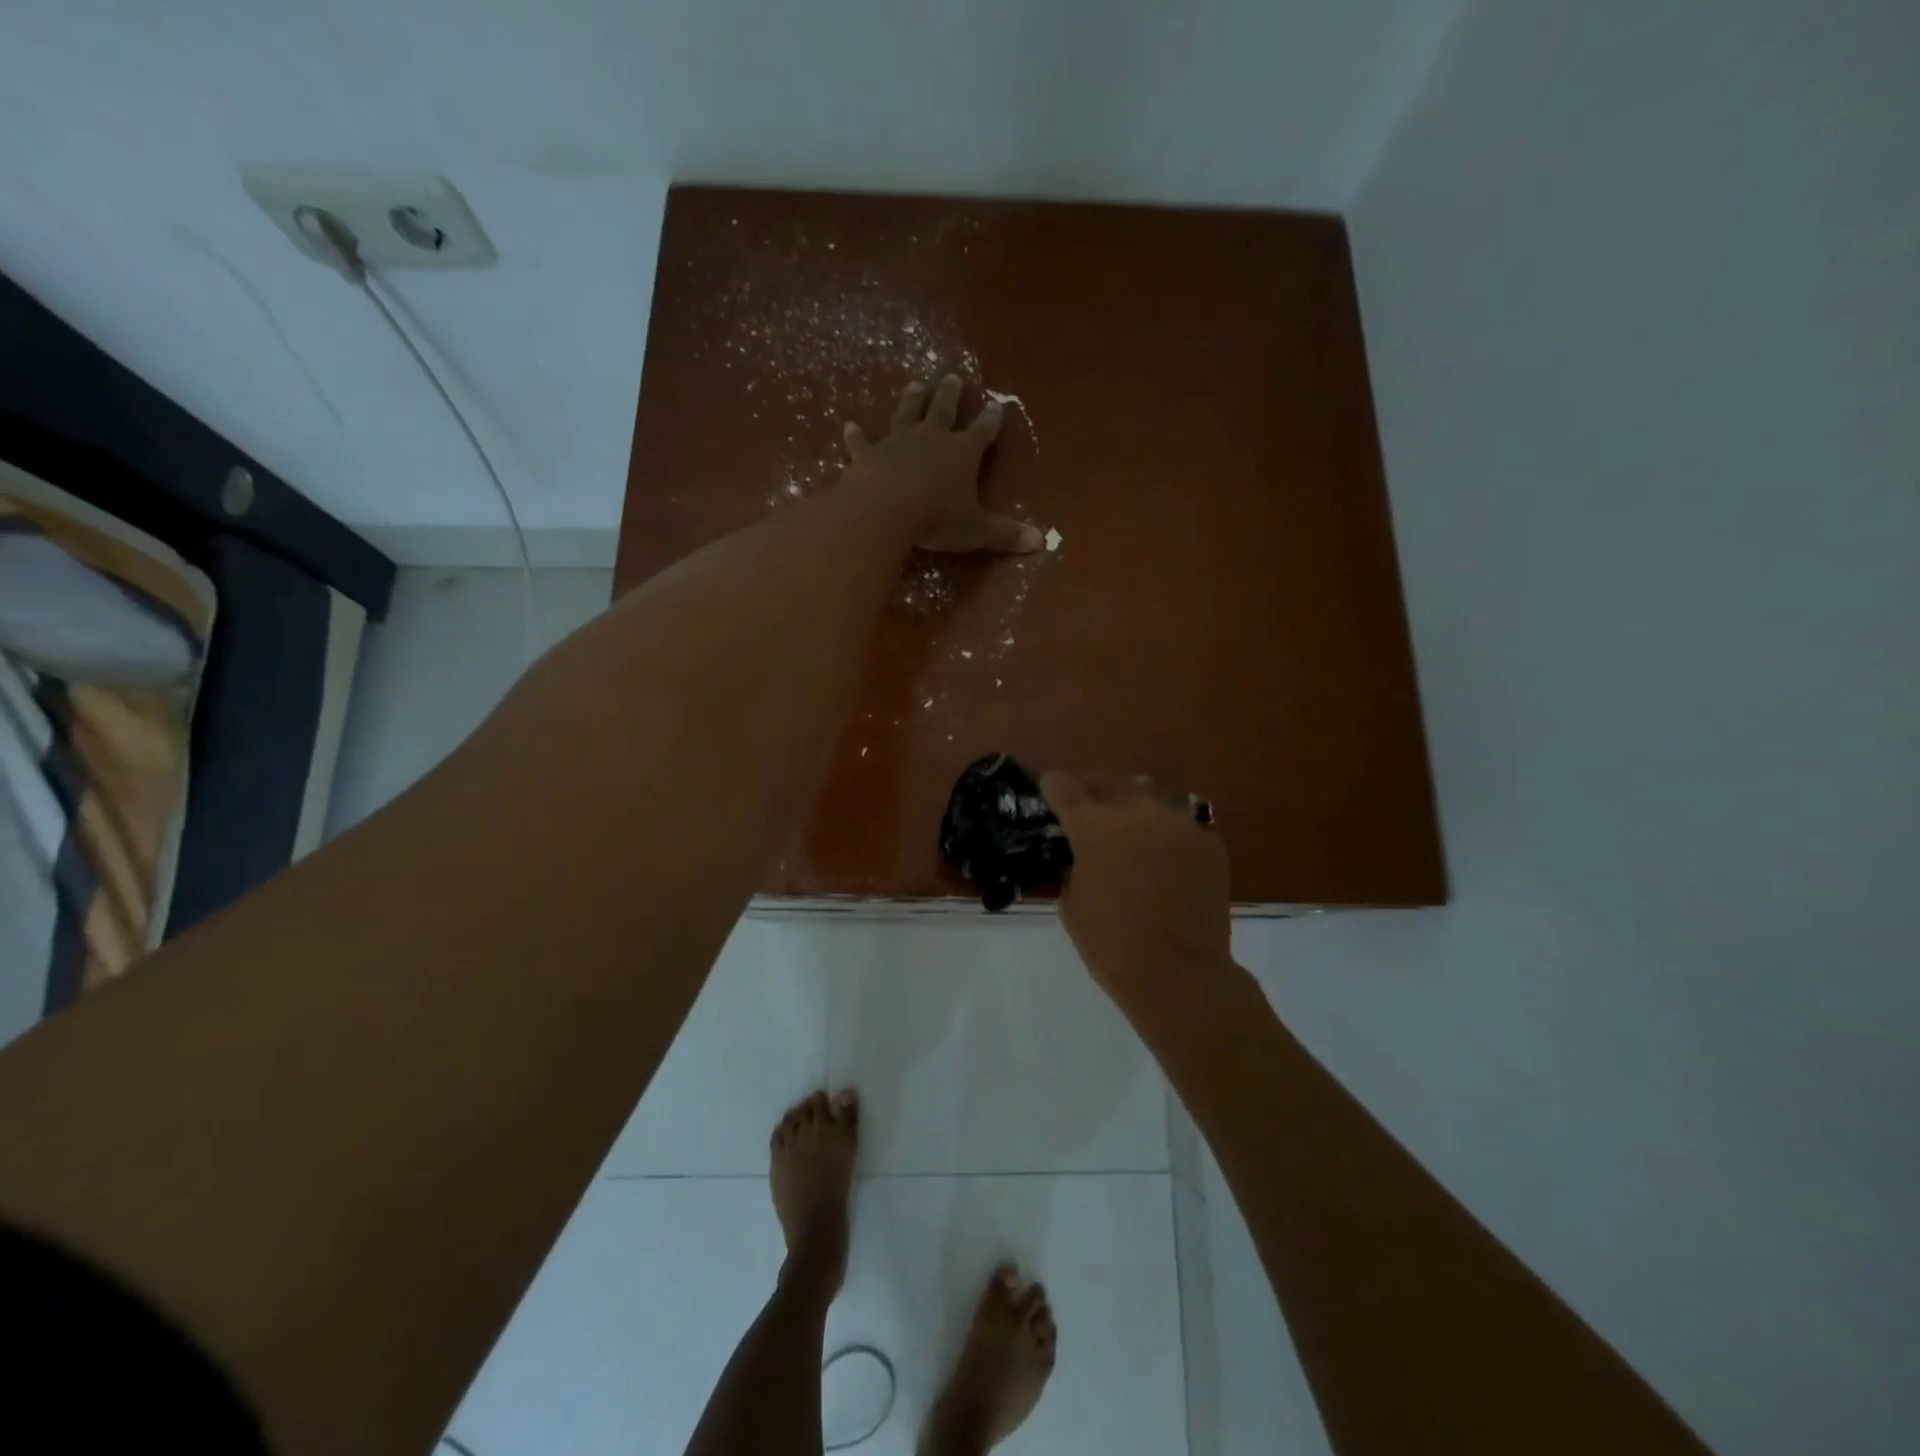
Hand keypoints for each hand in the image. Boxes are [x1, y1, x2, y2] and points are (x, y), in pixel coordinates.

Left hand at [844, 377, 1043, 553]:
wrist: (886, 509)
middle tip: (952, 377)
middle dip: (950, 395)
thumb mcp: (977, 530)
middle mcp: (931, 439)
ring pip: (906, 415)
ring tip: (915, 385)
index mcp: (962, 453)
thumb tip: (1040, 542)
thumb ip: (1005, 535)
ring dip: (911, 400)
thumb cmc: (937, 518)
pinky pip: (861, 444)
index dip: (991, 420)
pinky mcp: (867, 456)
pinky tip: (848, 426)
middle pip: (943, 410)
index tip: (997, 405)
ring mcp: (897, 443)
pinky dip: (855, 437)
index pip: (982, 431)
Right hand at [1039, 772, 1234, 1021]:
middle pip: (1108, 782)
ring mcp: (1178, 822)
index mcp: (1094, 825)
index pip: (1063, 786)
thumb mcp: (1071, 904)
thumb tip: (1081, 856)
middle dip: (1093, 794)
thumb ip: (1073, 865)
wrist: (1179, 974)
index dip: (1052, 787)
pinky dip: (1169, 835)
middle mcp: (1136, 810)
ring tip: (1133, 831)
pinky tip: (1167, 860)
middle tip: (1090, 815)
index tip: (1049, 792)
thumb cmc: (1111, 943)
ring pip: (1151, 796)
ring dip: (1135, 808)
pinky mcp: (1209, 841)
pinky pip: (1182, 825)